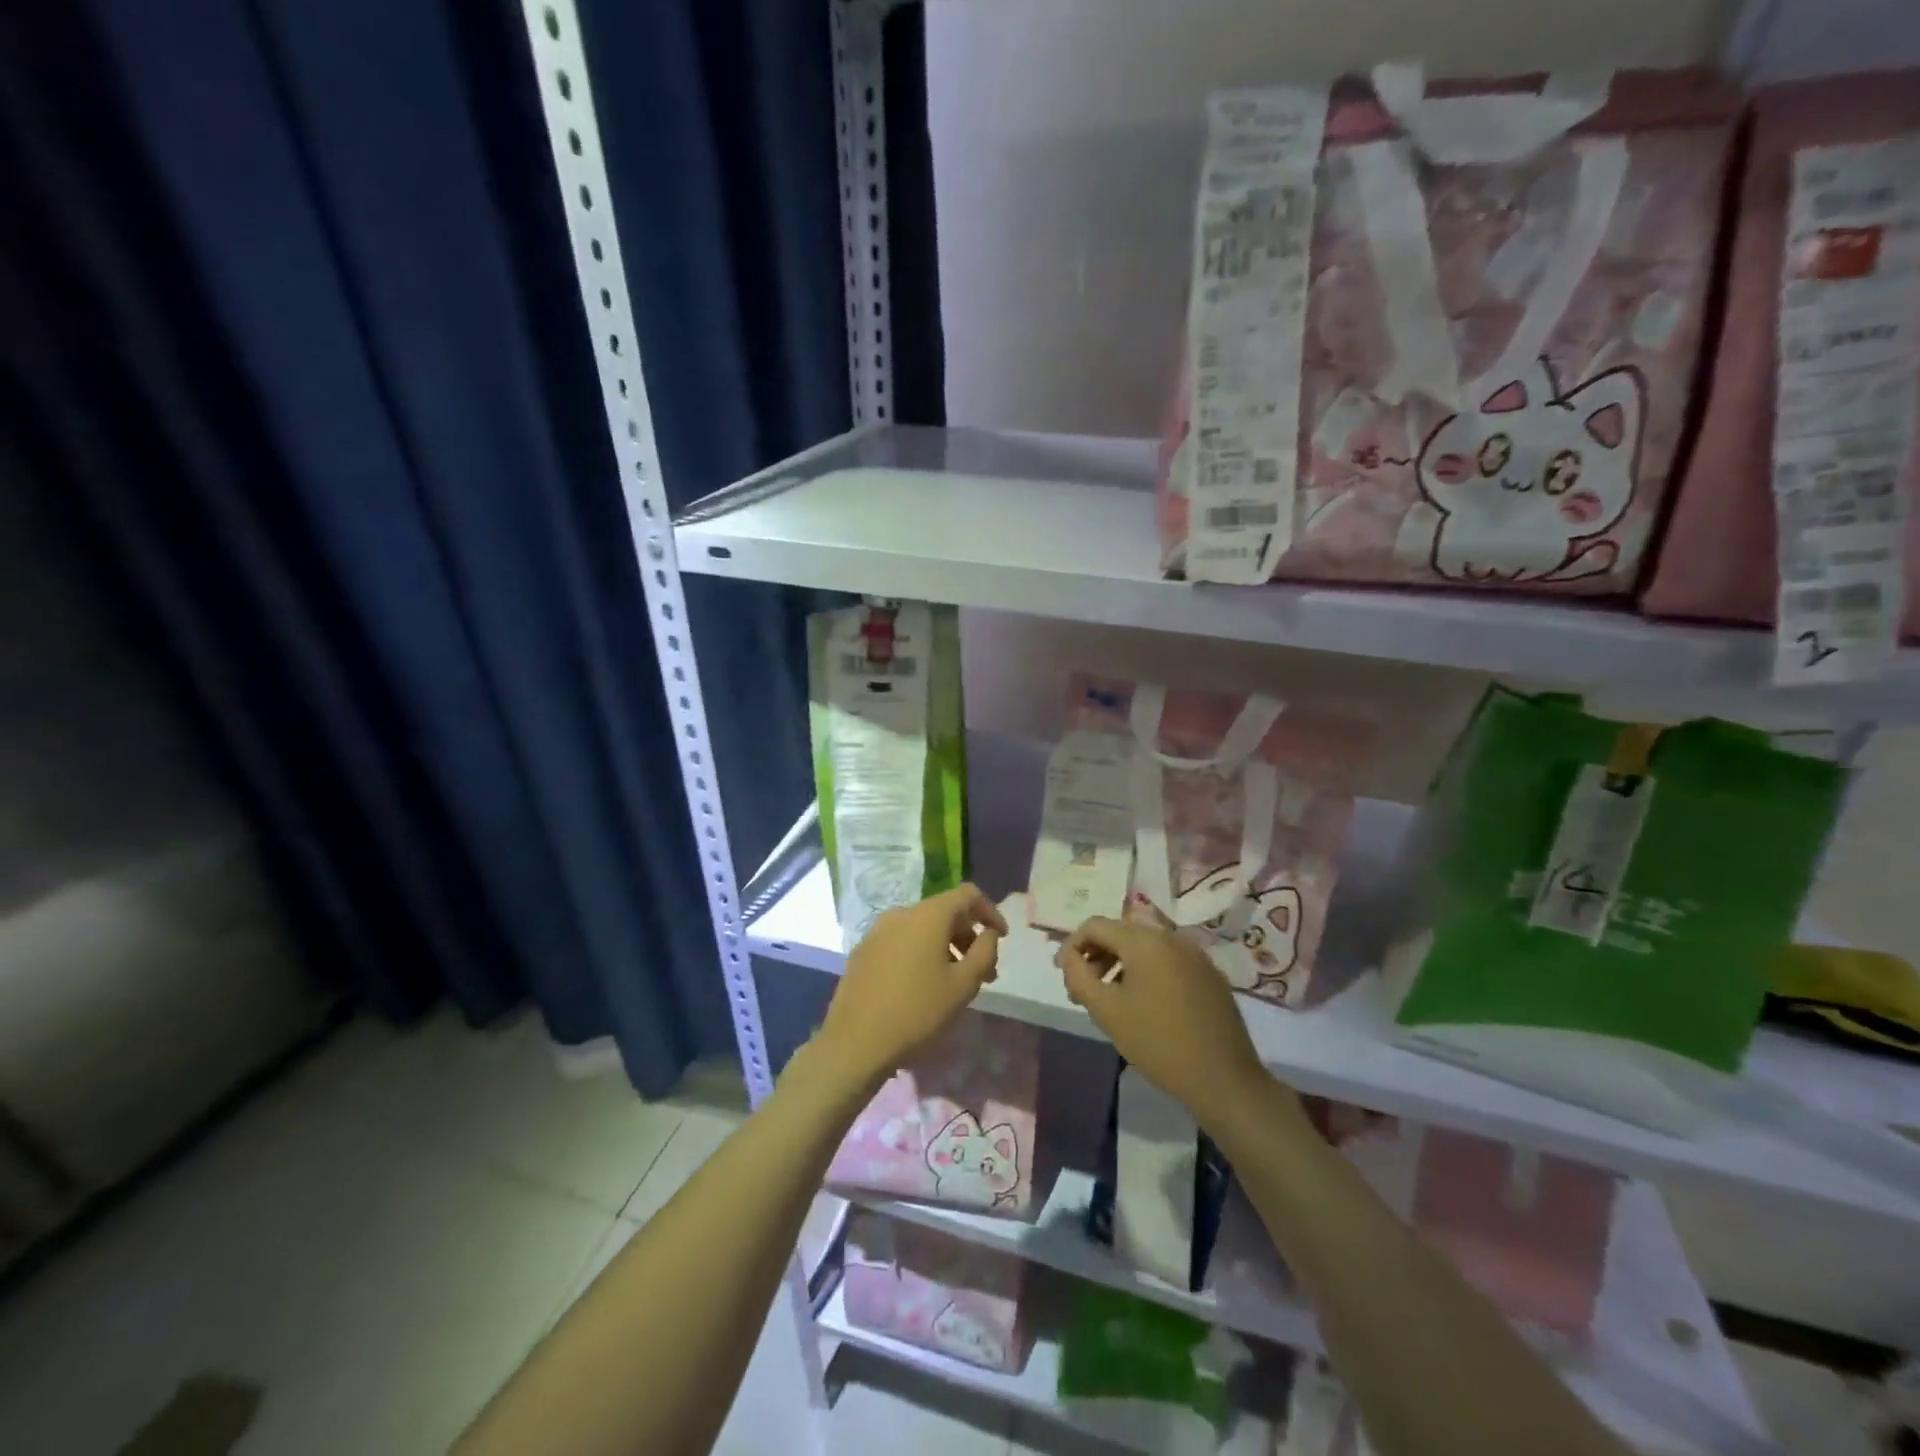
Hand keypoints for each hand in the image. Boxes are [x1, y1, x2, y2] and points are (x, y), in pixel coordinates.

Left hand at [817, 884, 1006, 1085]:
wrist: (856, 1042)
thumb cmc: (918, 1011)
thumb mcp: (963, 985)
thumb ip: (984, 952)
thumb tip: (989, 934)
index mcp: (928, 915)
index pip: (967, 894)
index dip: (990, 911)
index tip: (1002, 938)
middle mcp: (901, 913)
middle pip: (944, 912)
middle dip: (968, 936)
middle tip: (983, 972)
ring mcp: (878, 931)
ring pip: (922, 928)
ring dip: (945, 947)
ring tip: (955, 983)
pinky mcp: (863, 951)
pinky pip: (901, 941)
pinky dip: (920, 953)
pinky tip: (922, 986)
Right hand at [1057, 917, 1269, 1130]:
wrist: (1223, 1078)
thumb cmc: (1157, 1041)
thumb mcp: (1106, 1011)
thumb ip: (1078, 976)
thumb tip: (1069, 957)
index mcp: (1144, 940)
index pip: (1095, 925)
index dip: (1072, 946)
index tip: (1063, 975)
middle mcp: (1171, 937)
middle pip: (1121, 933)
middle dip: (1096, 956)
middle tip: (1084, 991)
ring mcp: (1195, 955)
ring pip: (1145, 948)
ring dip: (1120, 965)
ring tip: (1111, 1000)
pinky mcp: (1210, 975)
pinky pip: (1168, 962)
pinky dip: (1147, 973)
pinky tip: (1145, 1006)